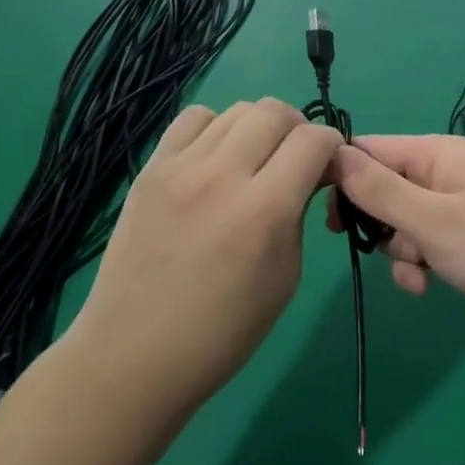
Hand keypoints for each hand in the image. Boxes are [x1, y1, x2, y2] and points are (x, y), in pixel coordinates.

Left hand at [67, 99, 342, 407]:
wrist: (133, 355)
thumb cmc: (223, 331)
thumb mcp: (286, 275)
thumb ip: (299, 213)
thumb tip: (310, 175)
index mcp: (264, 210)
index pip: (314, 139)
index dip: (332, 148)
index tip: (328, 169)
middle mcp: (223, 175)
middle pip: (275, 110)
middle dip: (298, 129)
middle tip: (295, 161)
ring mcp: (180, 167)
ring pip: (236, 109)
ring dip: (258, 127)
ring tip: (253, 161)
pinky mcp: (150, 169)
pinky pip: (193, 119)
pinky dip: (216, 128)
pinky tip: (214, 160)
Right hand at [332, 135, 464, 346]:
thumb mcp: (430, 220)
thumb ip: (380, 190)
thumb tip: (333, 153)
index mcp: (438, 153)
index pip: (372, 149)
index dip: (342, 175)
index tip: (321, 211)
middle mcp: (446, 172)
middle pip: (384, 187)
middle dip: (376, 220)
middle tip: (367, 244)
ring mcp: (457, 206)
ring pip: (401, 222)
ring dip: (399, 251)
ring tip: (418, 272)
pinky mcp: (464, 239)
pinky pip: (423, 244)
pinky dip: (418, 265)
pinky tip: (426, 287)